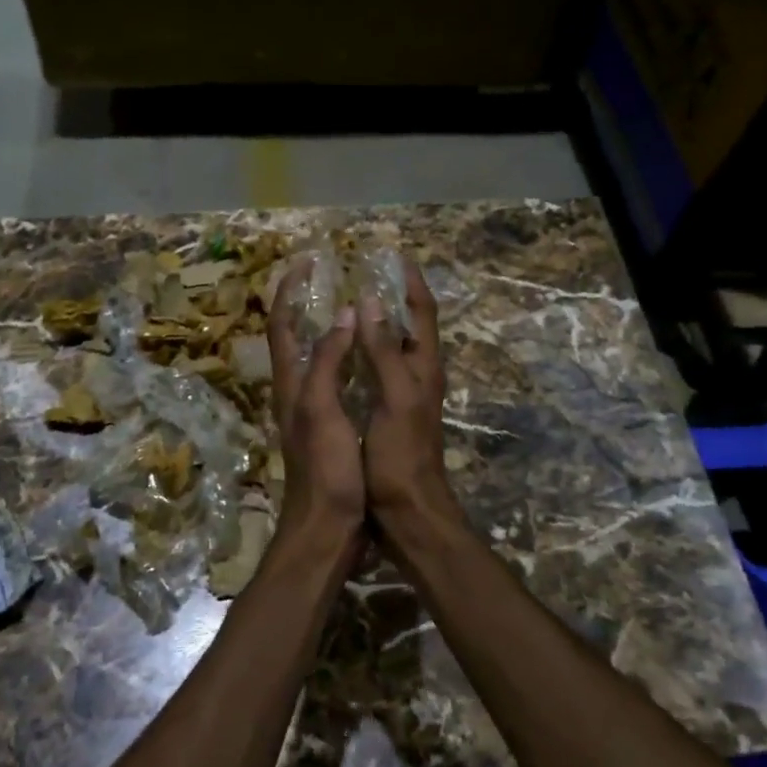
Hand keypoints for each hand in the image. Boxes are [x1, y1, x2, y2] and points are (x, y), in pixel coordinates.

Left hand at [266, 262, 364, 550]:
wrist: (328, 527)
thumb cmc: (325, 469)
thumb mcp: (323, 409)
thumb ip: (329, 361)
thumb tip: (344, 313)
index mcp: (291, 384)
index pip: (282, 325)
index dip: (289, 291)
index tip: (307, 262)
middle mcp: (298, 391)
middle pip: (295, 337)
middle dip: (307, 304)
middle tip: (333, 278)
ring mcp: (314, 410)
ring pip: (317, 357)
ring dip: (329, 328)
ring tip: (355, 306)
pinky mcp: (332, 427)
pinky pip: (337, 379)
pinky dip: (348, 358)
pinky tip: (368, 357)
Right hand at [353, 258, 456, 534]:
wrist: (407, 509)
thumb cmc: (401, 454)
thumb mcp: (394, 398)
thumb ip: (383, 351)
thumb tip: (371, 301)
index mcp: (424, 367)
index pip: (423, 313)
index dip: (412, 283)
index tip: (395, 257)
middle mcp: (417, 375)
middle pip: (409, 325)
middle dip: (392, 297)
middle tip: (364, 274)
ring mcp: (404, 394)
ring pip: (392, 347)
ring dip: (377, 322)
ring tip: (350, 302)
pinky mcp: (388, 411)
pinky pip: (377, 369)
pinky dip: (364, 350)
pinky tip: (343, 351)